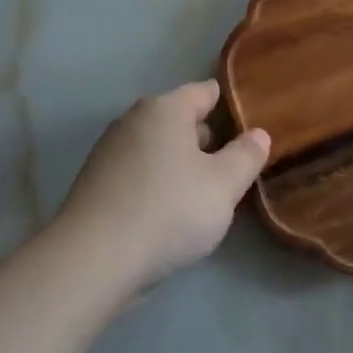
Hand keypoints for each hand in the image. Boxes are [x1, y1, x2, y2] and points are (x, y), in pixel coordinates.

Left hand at [54, 80, 270, 300]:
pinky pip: (137, 171)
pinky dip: (155, 182)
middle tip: (232, 165)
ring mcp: (109, 150)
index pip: (204, 92)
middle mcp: (134, 119)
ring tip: (202, 192)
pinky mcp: (95, 182)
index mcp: (166, 109)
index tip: (249, 125)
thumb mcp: (223, 186)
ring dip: (179, 163)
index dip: (229, 105)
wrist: (93, 260)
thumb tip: (258, 134)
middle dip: (205, 138)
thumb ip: (246, 156)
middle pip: (178, 119)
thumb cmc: (168, 211)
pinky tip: (167, 211)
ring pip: (157, 147)